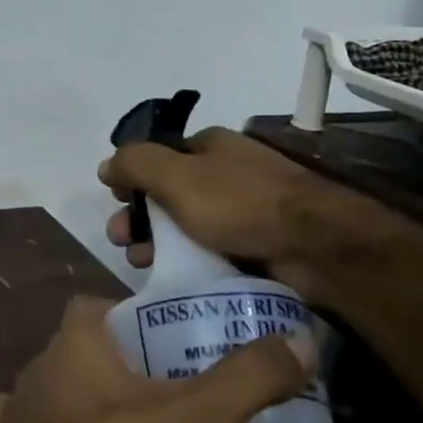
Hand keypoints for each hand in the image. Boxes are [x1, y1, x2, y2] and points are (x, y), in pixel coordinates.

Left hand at [0, 296, 312, 422]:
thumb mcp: (198, 417)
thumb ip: (249, 378)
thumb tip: (302, 341)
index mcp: (76, 339)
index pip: (97, 306)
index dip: (129, 317)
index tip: (167, 341)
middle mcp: (40, 364)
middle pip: (79, 348)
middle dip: (114, 361)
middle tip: (163, 388)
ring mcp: (18, 409)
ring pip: (55, 388)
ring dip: (83, 399)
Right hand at [99, 126, 338, 281]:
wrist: (316, 245)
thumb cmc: (239, 203)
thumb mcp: (175, 176)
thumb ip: (135, 164)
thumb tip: (106, 165)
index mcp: (209, 145)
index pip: (158, 158)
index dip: (133, 180)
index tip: (117, 204)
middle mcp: (227, 171)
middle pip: (169, 193)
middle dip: (140, 216)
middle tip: (121, 241)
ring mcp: (246, 207)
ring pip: (188, 224)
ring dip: (159, 242)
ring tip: (142, 265)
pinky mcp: (259, 242)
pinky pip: (213, 248)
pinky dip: (191, 259)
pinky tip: (175, 276)